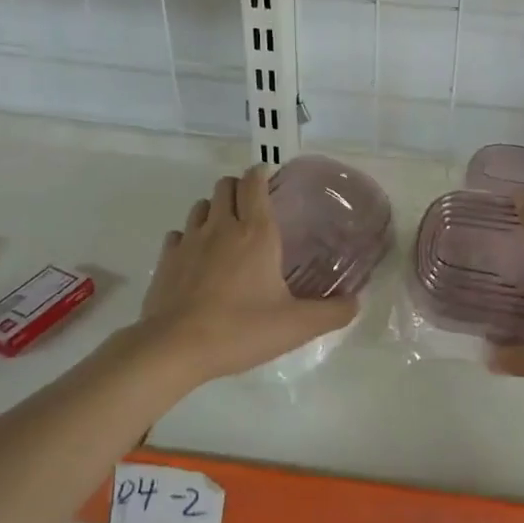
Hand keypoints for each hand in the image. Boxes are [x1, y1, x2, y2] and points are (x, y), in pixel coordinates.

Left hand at [138, 164, 357, 385]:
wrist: (175, 348)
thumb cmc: (241, 329)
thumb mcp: (296, 326)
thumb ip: (332, 312)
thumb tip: (357, 301)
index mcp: (256, 233)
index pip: (254, 182)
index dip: (262, 173)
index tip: (271, 179)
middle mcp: (221, 227)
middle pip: (225, 185)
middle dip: (239, 188)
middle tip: (253, 207)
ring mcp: (189, 241)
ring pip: (201, 205)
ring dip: (214, 209)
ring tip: (227, 230)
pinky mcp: (166, 259)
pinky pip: (178, 234)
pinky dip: (190, 237)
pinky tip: (197, 257)